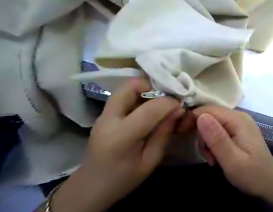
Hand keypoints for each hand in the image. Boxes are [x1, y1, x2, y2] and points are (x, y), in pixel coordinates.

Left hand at [50, 78, 182, 211]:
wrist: (92, 186)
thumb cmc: (124, 178)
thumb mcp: (151, 160)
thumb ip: (165, 133)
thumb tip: (179, 110)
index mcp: (121, 137)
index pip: (148, 110)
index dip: (169, 103)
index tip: (181, 105)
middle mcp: (108, 119)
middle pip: (129, 86)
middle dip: (153, 85)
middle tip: (168, 95)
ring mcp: (104, 114)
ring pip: (126, 86)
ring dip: (146, 87)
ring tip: (161, 99)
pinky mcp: (105, 113)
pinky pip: (124, 94)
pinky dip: (141, 93)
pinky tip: (150, 105)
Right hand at [194, 107, 272, 210]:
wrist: (271, 184)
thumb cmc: (252, 174)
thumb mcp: (232, 160)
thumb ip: (216, 138)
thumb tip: (200, 115)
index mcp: (238, 119)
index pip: (208, 110)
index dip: (193, 119)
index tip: (182, 133)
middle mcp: (239, 116)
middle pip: (210, 116)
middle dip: (203, 135)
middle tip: (207, 155)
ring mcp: (239, 123)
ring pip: (213, 125)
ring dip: (208, 142)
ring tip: (214, 159)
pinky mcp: (238, 131)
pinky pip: (219, 131)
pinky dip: (214, 143)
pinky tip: (218, 156)